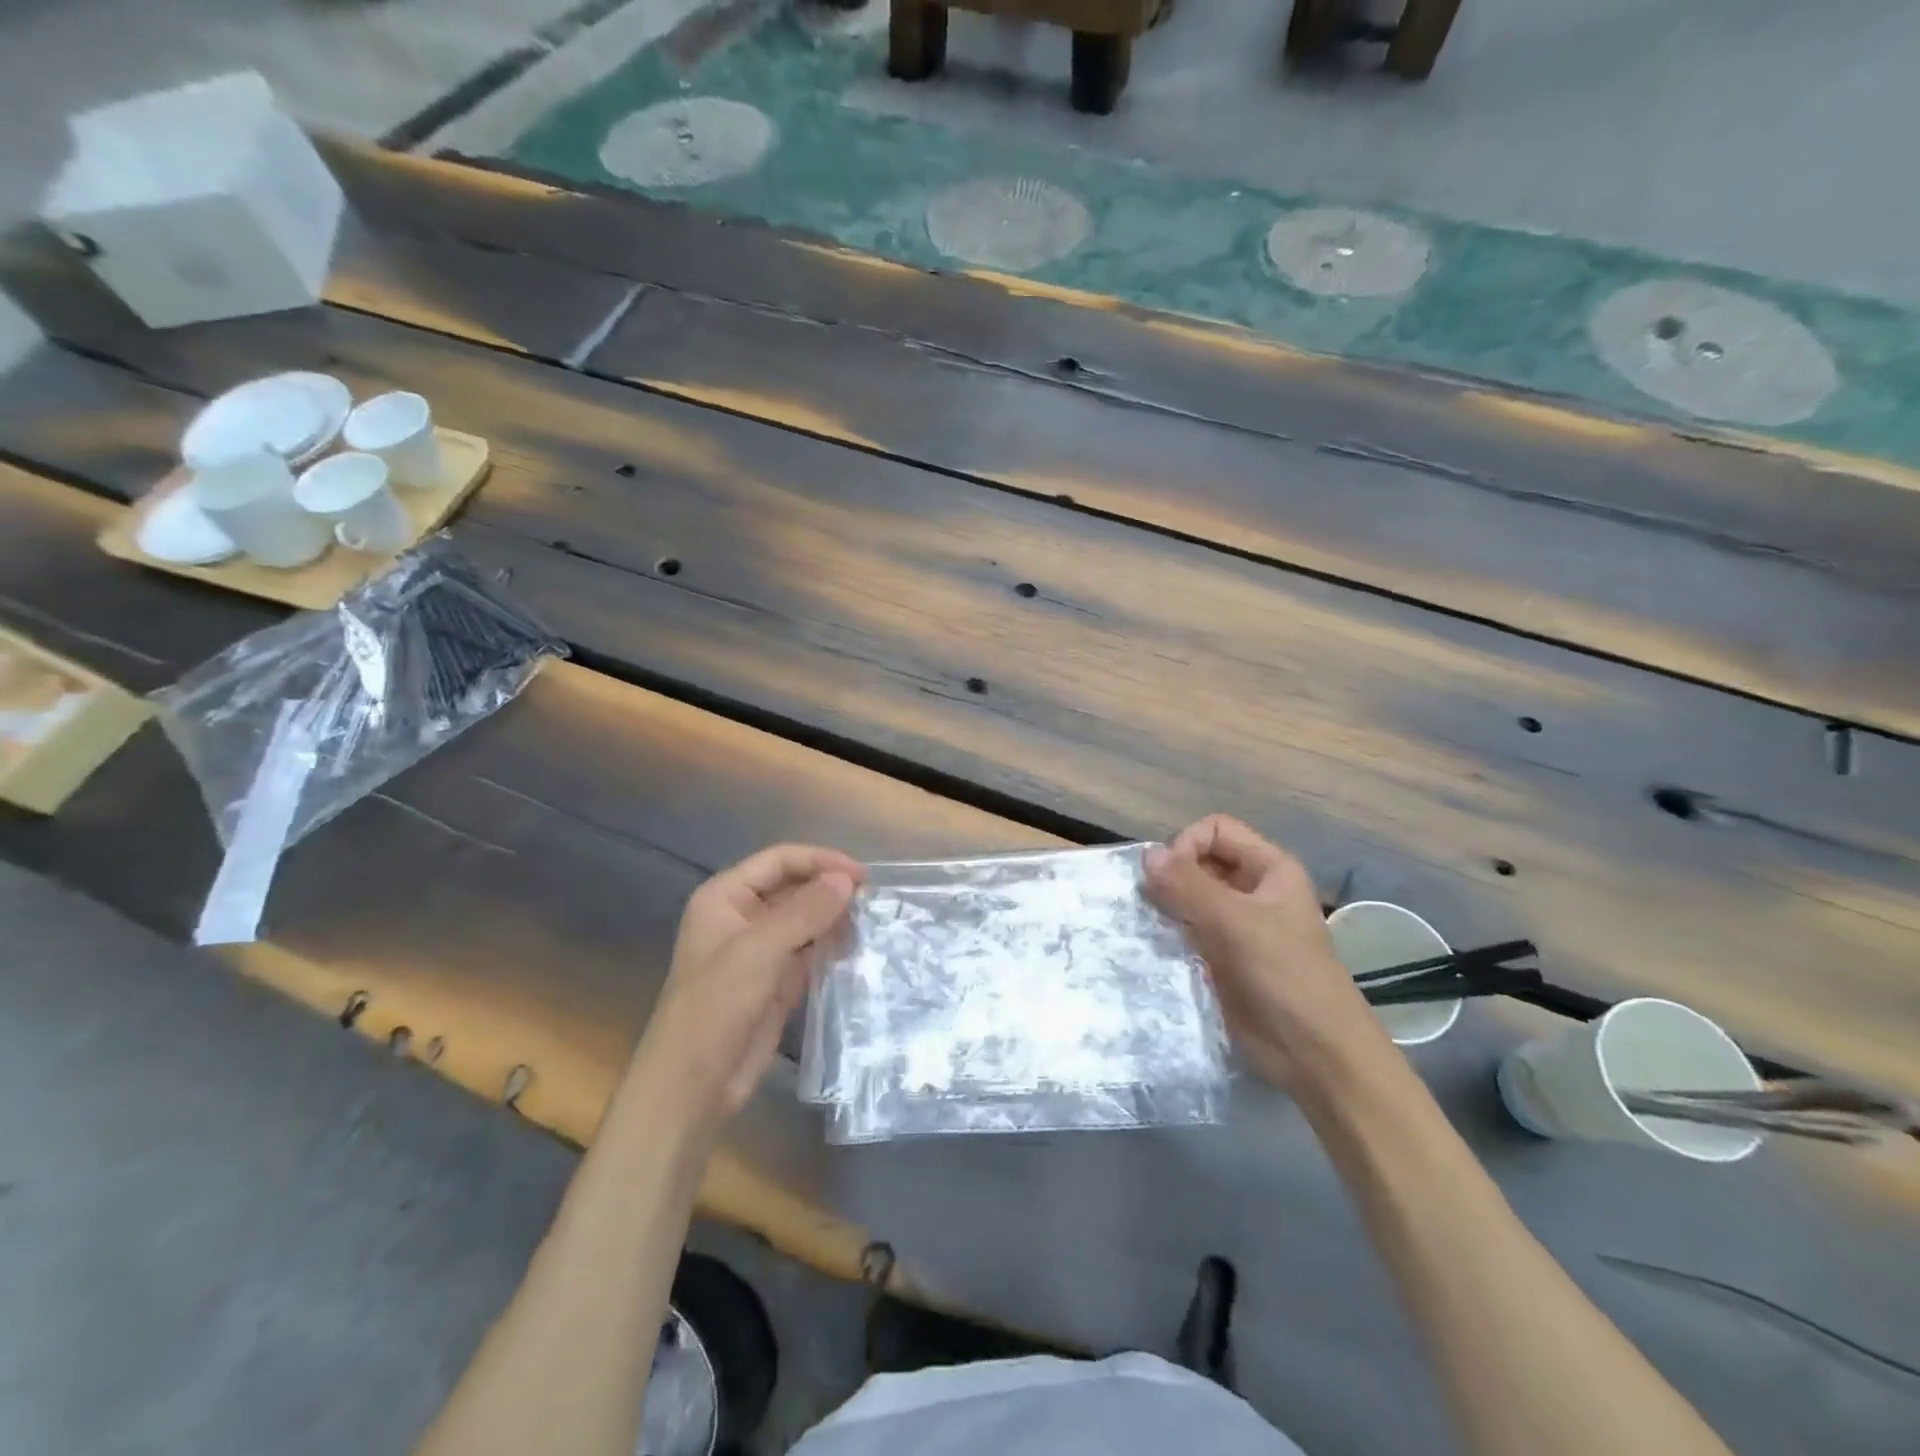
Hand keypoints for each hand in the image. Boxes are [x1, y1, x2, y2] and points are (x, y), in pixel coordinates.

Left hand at [631, 844, 863, 1137]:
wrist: (693, 1085)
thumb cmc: (716, 1006)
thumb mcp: (759, 949)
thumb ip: (805, 910)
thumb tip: (847, 881)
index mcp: (725, 897)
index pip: (779, 860)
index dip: (820, 861)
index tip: (860, 876)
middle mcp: (742, 916)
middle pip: (794, 886)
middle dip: (830, 888)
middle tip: (872, 900)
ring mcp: (760, 950)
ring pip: (805, 919)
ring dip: (834, 917)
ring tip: (870, 921)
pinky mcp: (777, 980)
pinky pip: (810, 950)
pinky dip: (832, 946)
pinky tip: (857, 947)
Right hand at [1145, 815, 1393, 1090]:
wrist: (1314, 1055)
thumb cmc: (1285, 976)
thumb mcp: (1237, 923)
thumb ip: (1189, 886)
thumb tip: (1145, 854)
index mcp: (1269, 868)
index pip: (1214, 831)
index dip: (1187, 845)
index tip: (1168, 879)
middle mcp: (1251, 889)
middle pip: (1199, 861)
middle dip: (1171, 877)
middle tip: (1151, 905)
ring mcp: (1235, 925)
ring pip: (1188, 897)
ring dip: (1165, 907)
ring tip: (1147, 926)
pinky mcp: (1220, 957)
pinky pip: (1186, 931)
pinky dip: (1167, 934)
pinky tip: (1153, 947)